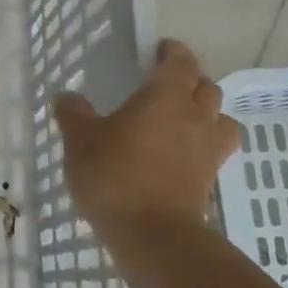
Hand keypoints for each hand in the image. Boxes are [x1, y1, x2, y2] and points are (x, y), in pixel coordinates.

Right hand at [54, 40, 240, 255]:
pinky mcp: (210, 179)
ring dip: (206, 113)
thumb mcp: (80, 140)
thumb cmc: (115, 176)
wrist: (154, 236)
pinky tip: (179, 153)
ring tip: (180, 120)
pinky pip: (215, 149)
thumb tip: (67, 97)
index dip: (171, 52)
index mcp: (165, 96)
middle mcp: (195, 116)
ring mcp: (208, 150)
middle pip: (207, 87)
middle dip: (189, 81)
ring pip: (221, 118)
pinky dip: (203, 144)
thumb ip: (73, 113)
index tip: (156, 51)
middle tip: (163, 85)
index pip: (181, 61)